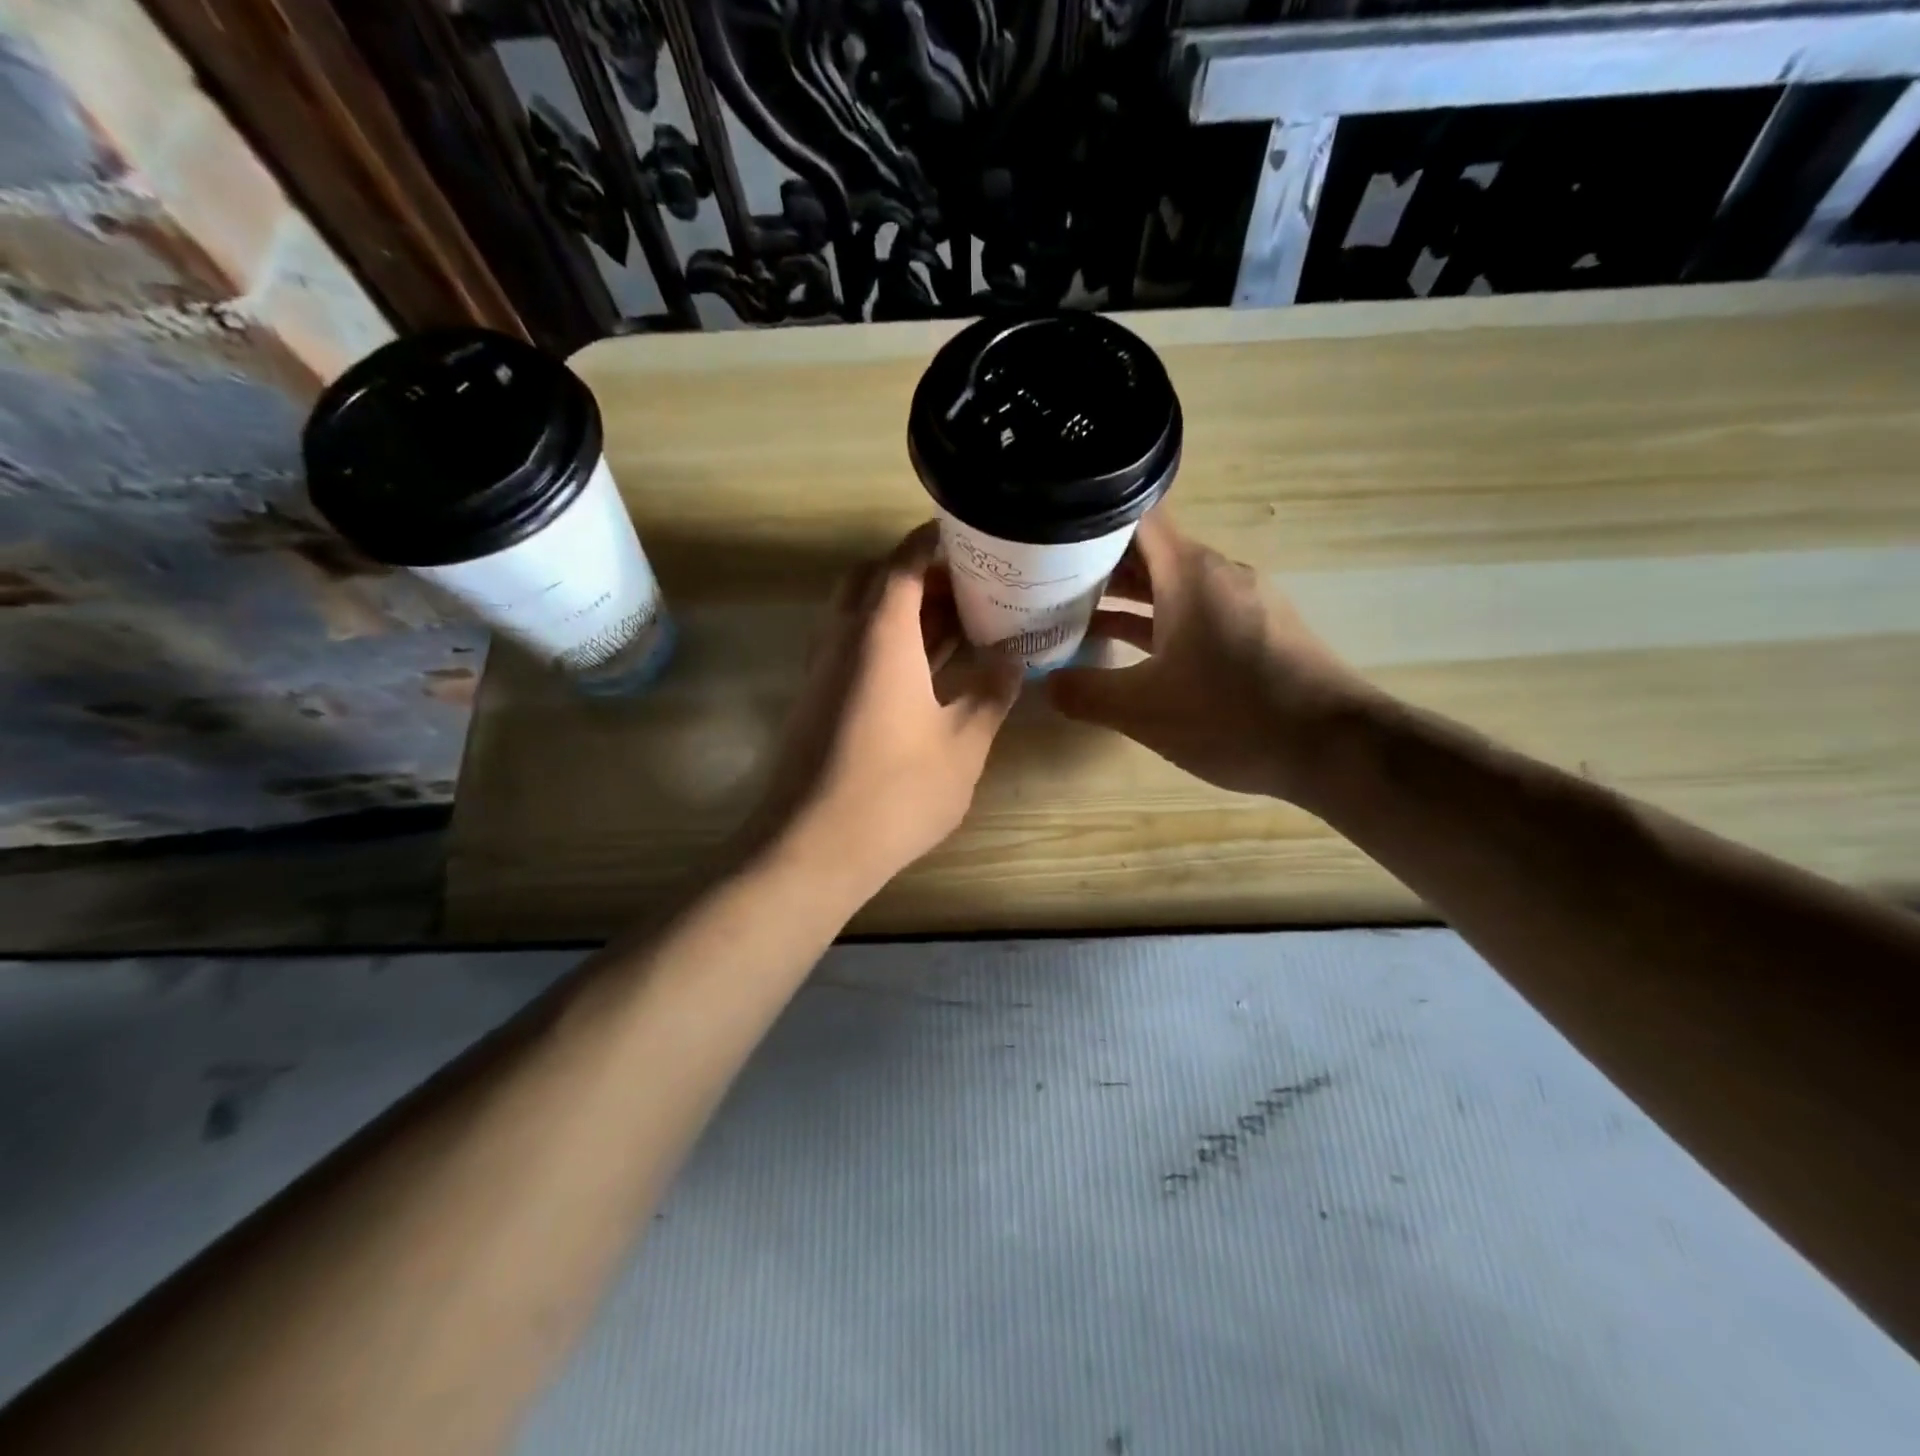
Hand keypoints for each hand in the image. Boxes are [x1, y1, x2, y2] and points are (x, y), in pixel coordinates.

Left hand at [752, 522, 1022, 893]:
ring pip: (858, 615)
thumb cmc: (896, 791)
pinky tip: (923, 671)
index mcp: (880, 635)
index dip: (931, 541)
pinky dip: (885, 642)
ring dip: (900, 609)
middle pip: (872, 581)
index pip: (902, 563)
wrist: (812, 847)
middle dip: (917, 574)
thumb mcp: (963, 743)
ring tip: (954, 624)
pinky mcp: (815, 700)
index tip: (966, 534)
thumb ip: (991, 694)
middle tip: (965, 588)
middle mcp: (842, 639)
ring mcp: (822, 670)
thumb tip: (1013, 661)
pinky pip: (851, 648)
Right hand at [1046, 510, 1371, 803]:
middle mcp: (1218, 574)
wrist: (1334, 748)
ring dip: (1125, 598)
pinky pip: (1194, 613)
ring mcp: (1240, 603)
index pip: (1132, 519)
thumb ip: (1086, 694)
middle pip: (1148, 552)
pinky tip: (1128, 650)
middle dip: (1096, 565)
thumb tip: (1047, 684)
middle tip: (1043, 582)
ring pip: (1171, 585)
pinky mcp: (1255, 632)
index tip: (1046, 540)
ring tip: (1072, 614)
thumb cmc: (1233, 716)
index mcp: (1190, 572)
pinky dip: (1157, 622)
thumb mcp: (1144, 710)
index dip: (1086, 524)